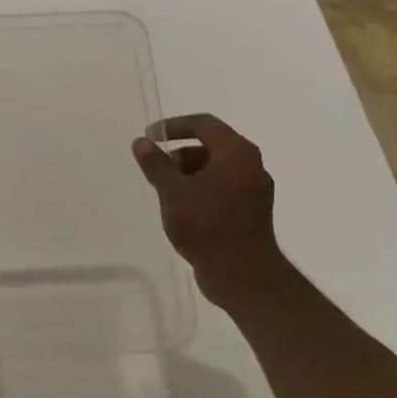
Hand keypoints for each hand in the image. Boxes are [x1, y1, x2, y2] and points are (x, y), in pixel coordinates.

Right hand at [131, 113, 279, 307]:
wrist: (242, 274)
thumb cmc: (206, 225)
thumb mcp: (172, 191)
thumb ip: (156, 164)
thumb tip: (141, 142)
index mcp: (236, 153)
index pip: (204, 124)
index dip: (174, 126)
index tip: (149, 136)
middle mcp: (251, 165)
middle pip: (212, 145)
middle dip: (180, 152)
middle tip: (156, 167)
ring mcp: (255, 190)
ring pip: (217, 168)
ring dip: (189, 172)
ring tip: (165, 191)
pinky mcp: (252, 211)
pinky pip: (223, 188)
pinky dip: (201, 189)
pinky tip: (182, 208)